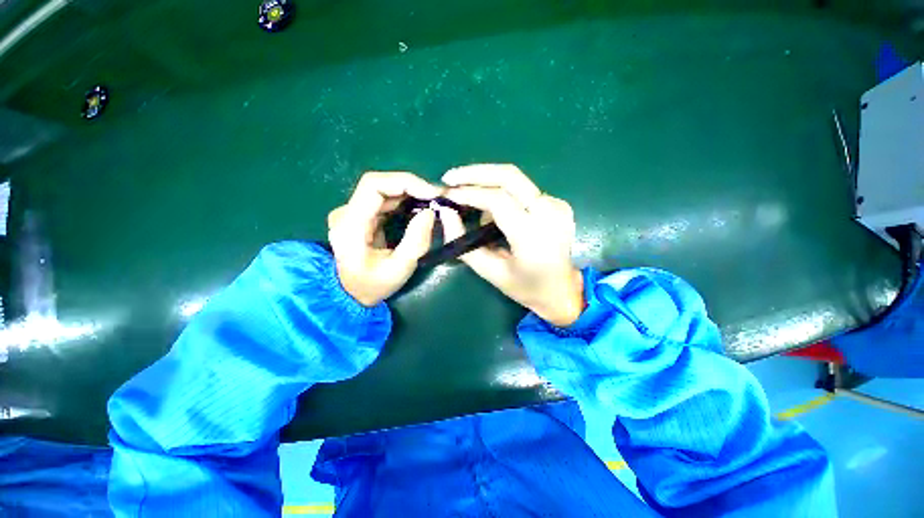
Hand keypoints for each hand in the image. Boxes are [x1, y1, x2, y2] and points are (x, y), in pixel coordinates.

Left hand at [328, 172, 440, 306]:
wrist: (350, 295)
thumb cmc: (374, 285)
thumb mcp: (399, 269)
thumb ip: (416, 241)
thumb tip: (430, 212)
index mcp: (350, 225)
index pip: (373, 185)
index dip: (405, 182)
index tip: (431, 192)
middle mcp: (346, 212)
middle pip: (379, 184)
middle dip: (411, 186)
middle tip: (437, 196)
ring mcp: (351, 213)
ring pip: (382, 190)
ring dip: (409, 192)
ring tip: (432, 200)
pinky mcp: (360, 216)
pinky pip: (383, 200)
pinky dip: (404, 200)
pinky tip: (419, 207)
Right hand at [439, 164, 583, 326]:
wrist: (562, 290)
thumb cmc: (524, 287)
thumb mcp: (489, 271)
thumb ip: (463, 242)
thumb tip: (445, 212)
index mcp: (533, 237)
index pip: (497, 200)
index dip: (469, 193)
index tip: (446, 194)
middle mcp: (549, 214)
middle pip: (509, 176)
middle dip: (475, 173)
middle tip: (450, 178)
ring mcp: (557, 205)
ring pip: (515, 179)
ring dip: (486, 181)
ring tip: (465, 196)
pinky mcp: (557, 203)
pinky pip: (522, 189)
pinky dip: (501, 192)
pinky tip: (489, 207)